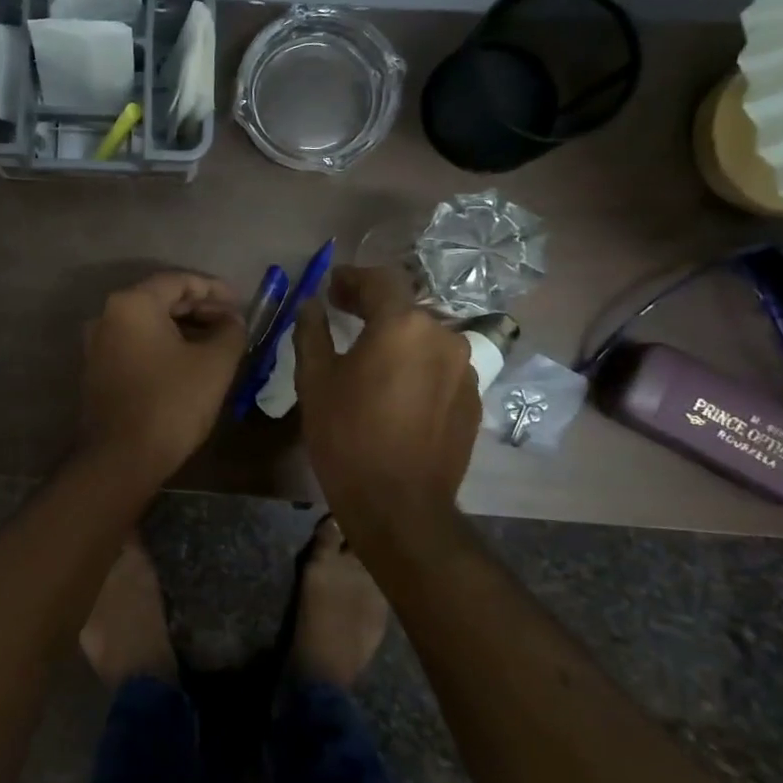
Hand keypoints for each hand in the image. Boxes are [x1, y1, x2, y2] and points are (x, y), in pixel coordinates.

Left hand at [80, 272, 247, 482]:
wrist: (121, 458)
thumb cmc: (171, 402)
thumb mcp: (215, 363)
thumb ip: (230, 330)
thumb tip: (232, 320)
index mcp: (132, 303)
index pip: (179, 280)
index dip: (214, 289)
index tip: (240, 304)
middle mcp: (107, 315)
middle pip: (160, 299)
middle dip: (199, 308)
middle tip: (231, 323)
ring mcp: (97, 344)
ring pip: (147, 323)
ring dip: (183, 328)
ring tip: (215, 343)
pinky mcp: (97, 370)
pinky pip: (135, 344)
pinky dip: (163, 345)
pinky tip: (188, 362)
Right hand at [294, 265, 481, 544]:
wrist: (399, 504)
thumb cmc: (347, 436)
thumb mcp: (315, 380)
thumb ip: (312, 332)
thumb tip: (310, 305)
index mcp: (403, 325)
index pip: (380, 280)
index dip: (352, 277)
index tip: (330, 286)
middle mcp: (443, 337)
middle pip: (405, 308)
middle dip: (374, 307)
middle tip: (343, 315)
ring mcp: (464, 370)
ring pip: (424, 339)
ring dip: (397, 338)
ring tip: (369, 356)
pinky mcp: (472, 400)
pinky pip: (439, 368)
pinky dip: (416, 366)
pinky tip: (395, 390)